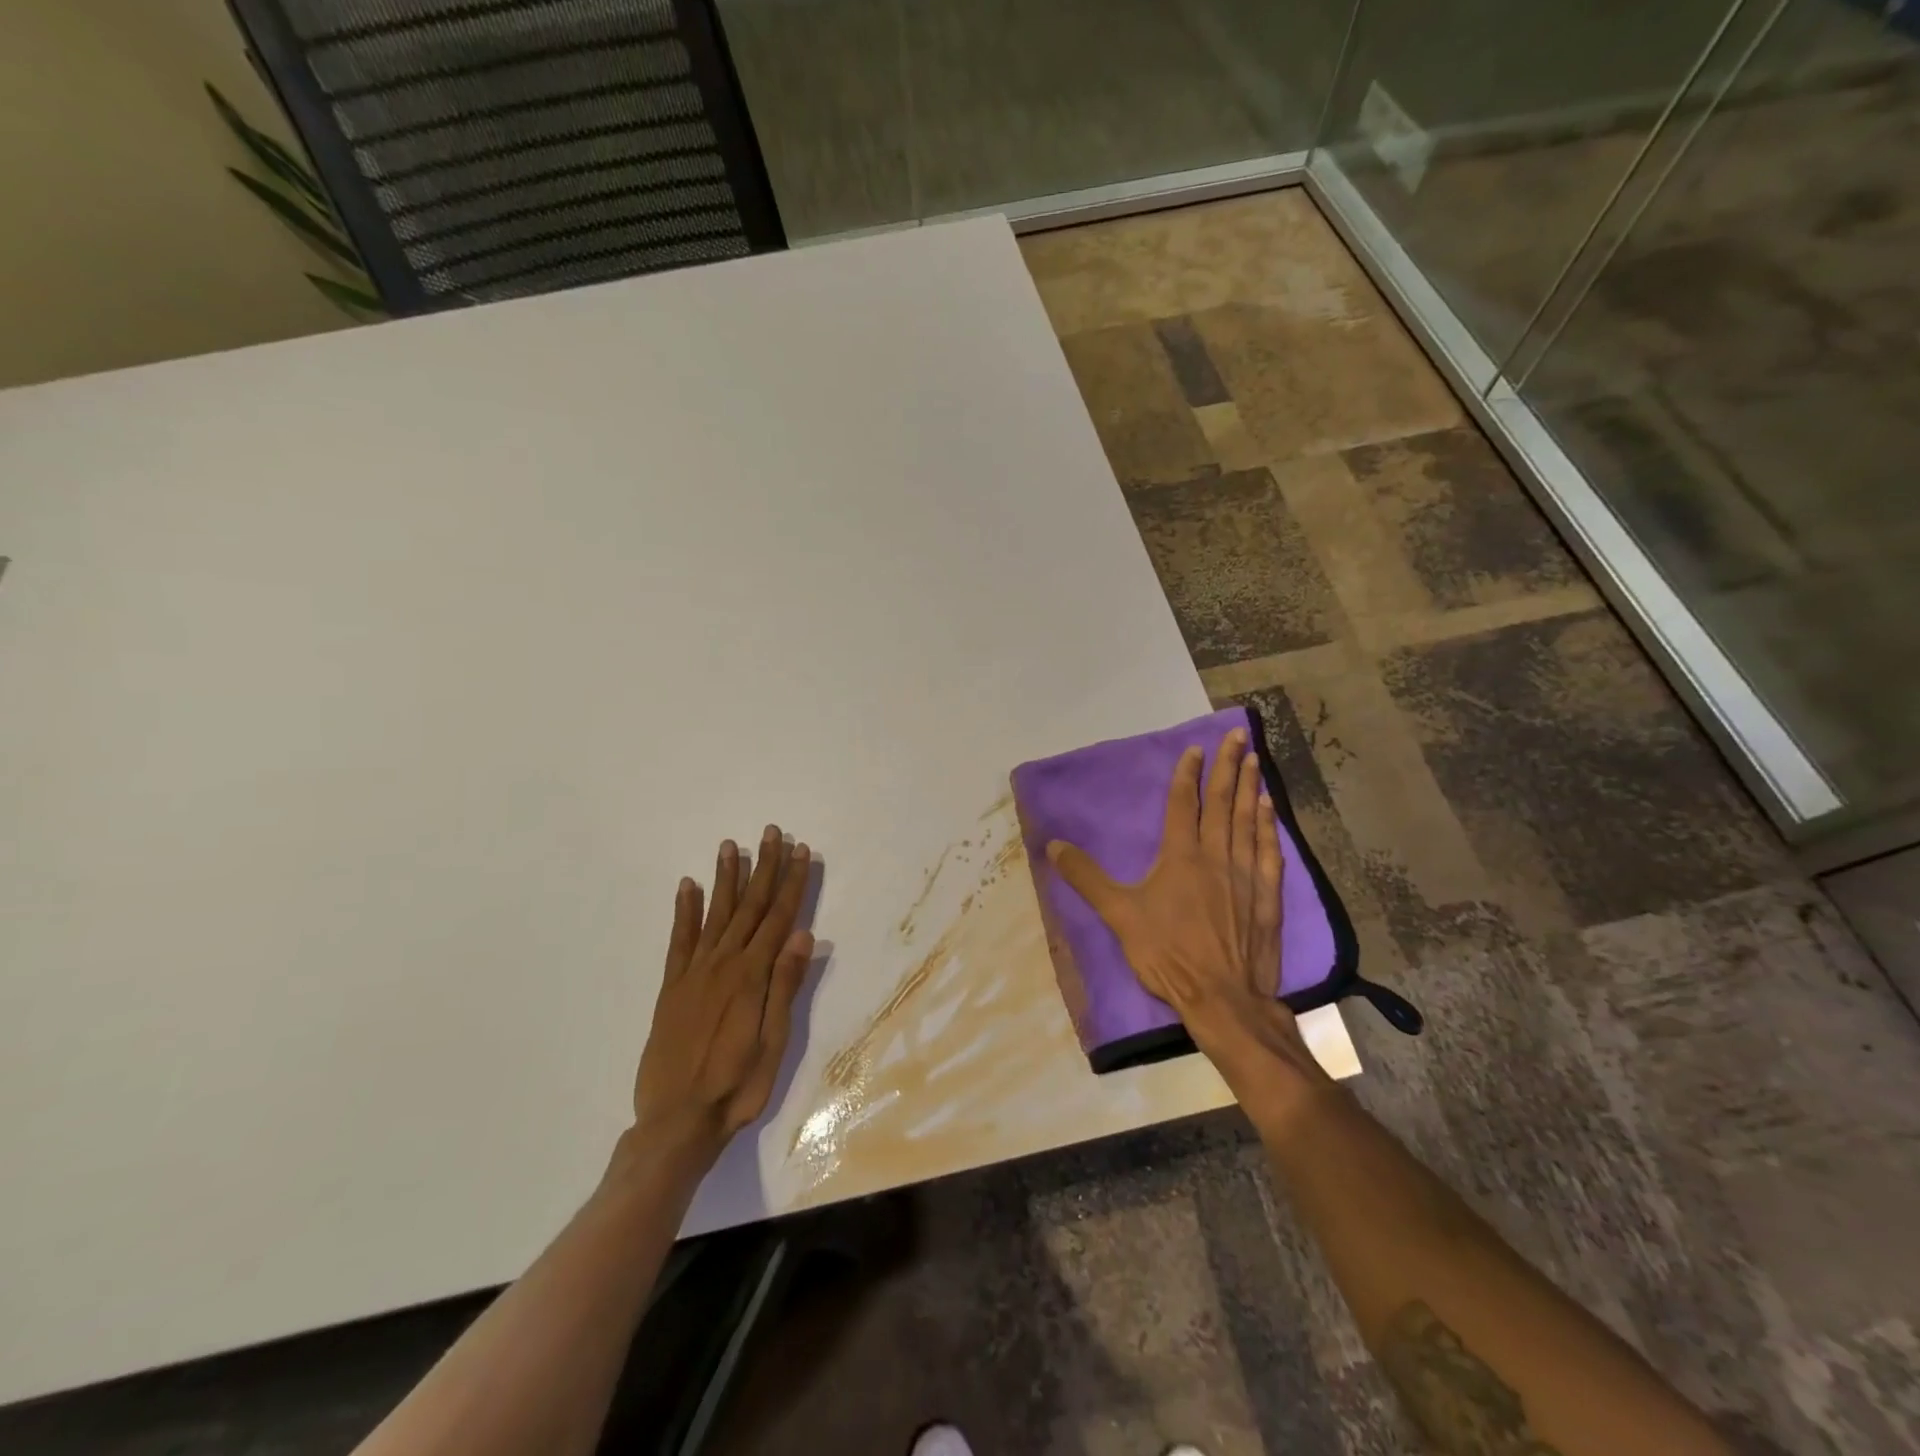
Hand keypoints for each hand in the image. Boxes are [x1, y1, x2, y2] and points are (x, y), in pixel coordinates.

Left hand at [631, 826, 815, 1170]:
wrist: (676, 1121)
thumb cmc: (737, 1085)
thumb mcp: (774, 1042)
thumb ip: (785, 986)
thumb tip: (804, 935)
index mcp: (752, 975)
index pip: (778, 917)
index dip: (791, 882)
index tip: (800, 851)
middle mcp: (723, 963)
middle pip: (749, 906)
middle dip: (763, 867)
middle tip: (771, 832)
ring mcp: (694, 973)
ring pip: (715, 913)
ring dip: (725, 878)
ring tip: (731, 845)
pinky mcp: (671, 987)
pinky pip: (679, 940)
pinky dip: (684, 910)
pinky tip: (688, 886)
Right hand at [1046, 727, 1325, 1103]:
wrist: (1222, 998)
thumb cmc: (1167, 954)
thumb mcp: (1118, 915)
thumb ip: (1087, 878)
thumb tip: (1052, 844)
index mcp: (1181, 857)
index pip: (1184, 804)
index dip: (1187, 775)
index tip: (1194, 750)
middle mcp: (1216, 856)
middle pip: (1222, 802)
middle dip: (1227, 766)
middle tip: (1235, 736)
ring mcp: (1246, 874)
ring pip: (1249, 820)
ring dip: (1251, 787)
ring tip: (1254, 759)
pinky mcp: (1268, 896)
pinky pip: (1268, 850)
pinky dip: (1269, 825)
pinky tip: (1271, 808)